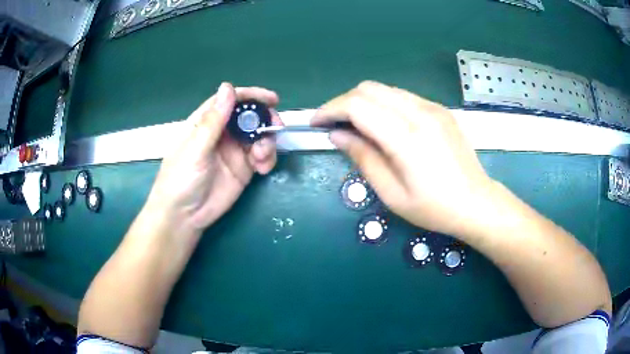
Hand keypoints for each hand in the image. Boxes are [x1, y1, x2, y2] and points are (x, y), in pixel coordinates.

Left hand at [145, 83, 281, 234]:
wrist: (184, 216)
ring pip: (259, 136)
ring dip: (267, 142)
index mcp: (206, 123)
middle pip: (249, 117)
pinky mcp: (244, 169)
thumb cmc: (181, 179)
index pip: (230, 101)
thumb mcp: (196, 148)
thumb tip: (228, 86)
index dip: (250, 96)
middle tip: (275, 127)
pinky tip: (263, 168)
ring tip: (262, 157)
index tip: (271, 99)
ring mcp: (234, 151)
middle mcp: (222, 133)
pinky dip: (268, 158)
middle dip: (264, 119)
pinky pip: (262, 156)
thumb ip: (214, 120)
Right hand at [313, 81, 492, 236]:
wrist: (476, 202)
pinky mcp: (440, 109)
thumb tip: (337, 135)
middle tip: (334, 125)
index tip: (316, 123)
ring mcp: (433, 107)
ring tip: (356, 125)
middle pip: (368, 89)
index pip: (357, 105)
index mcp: (406, 137)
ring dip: (363, 101)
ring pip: (385, 89)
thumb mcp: (392, 194)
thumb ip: (363, 158)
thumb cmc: (433, 208)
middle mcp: (419, 113)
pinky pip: (403, 96)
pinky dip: (384, 104)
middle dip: (344, 102)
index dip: (330, 109)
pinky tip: (385, 125)